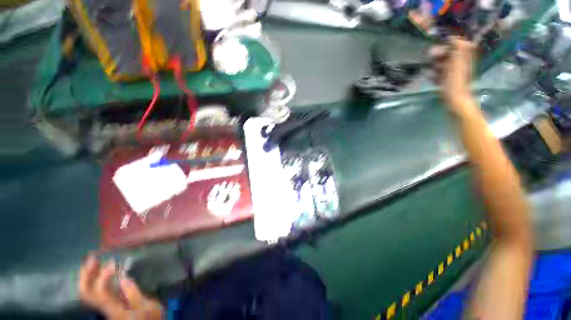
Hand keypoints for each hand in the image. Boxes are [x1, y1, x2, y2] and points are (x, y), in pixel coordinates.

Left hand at [78, 255, 163, 319]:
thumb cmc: (148, 315)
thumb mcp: (145, 307)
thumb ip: (134, 295)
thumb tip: (123, 279)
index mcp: (114, 309)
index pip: (101, 293)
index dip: (103, 277)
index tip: (112, 262)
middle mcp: (104, 307)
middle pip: (87, 293)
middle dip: (87, 275)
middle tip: (92, 257)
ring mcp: (105, 305)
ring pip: (89, 290)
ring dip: (88, 275)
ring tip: (93, 259)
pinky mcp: (109, 302)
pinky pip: (95, 289)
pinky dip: (94, 278)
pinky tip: (100, 269)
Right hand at [431, 38, 475, 113]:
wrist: (455, 100)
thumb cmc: (456, 82)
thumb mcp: (457, 63)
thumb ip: (458, 49)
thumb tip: (454, 37)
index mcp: (463, 58)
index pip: (458, 45)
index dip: (450, 43)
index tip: (441, 43)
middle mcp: (459, 64)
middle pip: (448, 54)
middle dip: (439, 54)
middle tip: (430, 56)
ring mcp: (452, 73)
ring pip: (441, 65)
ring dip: (434, 65)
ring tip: (429, 68)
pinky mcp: (445, 82)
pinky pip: (438, 75)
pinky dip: (433, 75)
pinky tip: (430, 77)